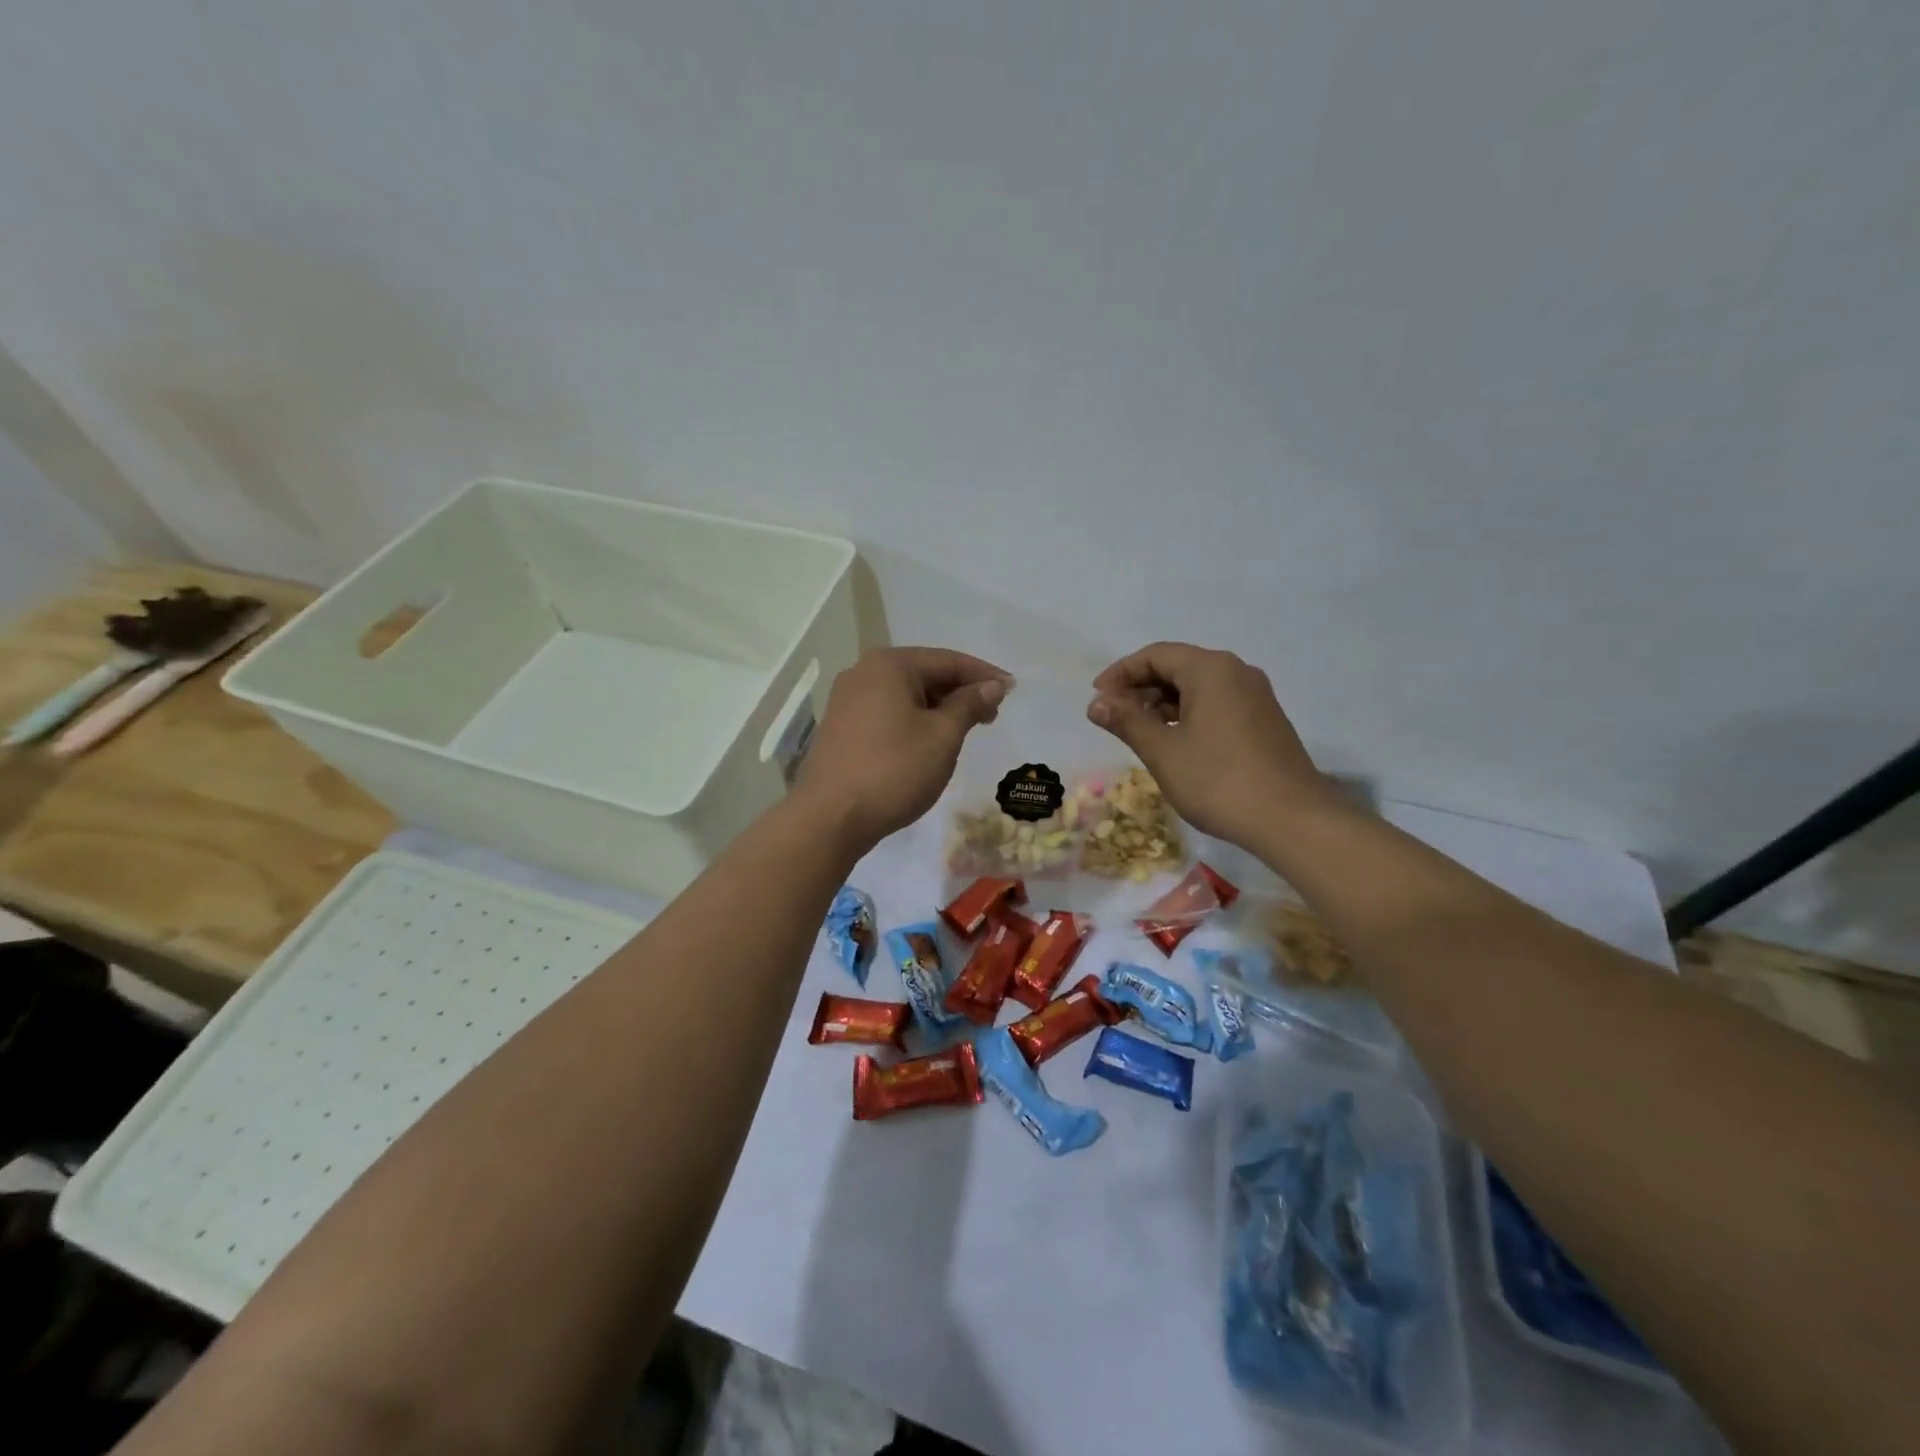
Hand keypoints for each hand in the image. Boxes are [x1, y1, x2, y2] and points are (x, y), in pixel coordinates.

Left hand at [795, 647, 1011, 851]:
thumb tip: (990, 686)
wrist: (830, 818)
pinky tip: (930, 741)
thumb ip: (968, 705)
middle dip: (960, 692)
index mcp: (889, 665)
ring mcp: (847, 700)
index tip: (1012, 689)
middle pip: (924, 674)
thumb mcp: (942, 737)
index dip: (984, 675)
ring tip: (966, 729)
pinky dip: (914, 721)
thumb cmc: (893, 770)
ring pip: (905, 695)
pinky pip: (888, 713)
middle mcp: (863, 673)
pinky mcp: (841, 727)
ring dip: (939, 708)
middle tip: (993, 714)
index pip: (948, 661)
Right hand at [1086, 642, 1337, 846]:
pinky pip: (1216, 704)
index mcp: (1210, 669)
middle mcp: (1236, 672)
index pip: (1155, 655)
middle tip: (1113, 717)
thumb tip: (1096, 703)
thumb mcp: (1162, 751)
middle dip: (1140, 688)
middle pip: (1178, 667)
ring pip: (1198, 687)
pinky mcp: (1264, 721)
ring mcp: (1255, 697)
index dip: (1120, 673)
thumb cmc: (1218, 780)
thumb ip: (1126, 721)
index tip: (1096, 698)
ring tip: (1138, 732)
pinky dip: (1188, 715)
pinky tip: (1174, 742)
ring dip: (1163, 704)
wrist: (1291, 820)